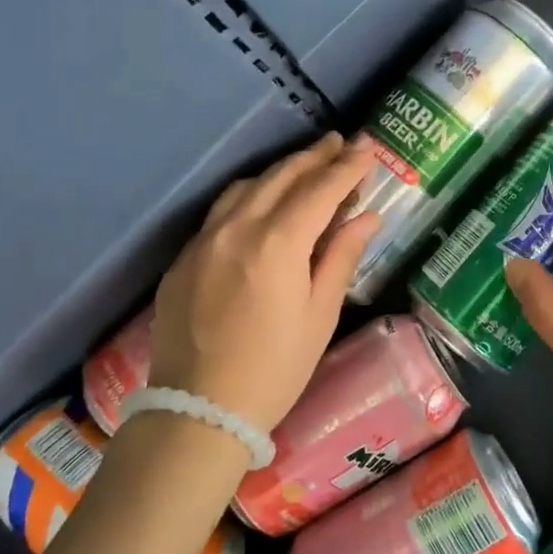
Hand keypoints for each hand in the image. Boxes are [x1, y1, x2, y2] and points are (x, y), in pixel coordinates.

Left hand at [148, 133, 379, 431]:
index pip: (320, 189)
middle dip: (315, 157)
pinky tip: (263, 202)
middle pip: (281, 177)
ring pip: (246, 187)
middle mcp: (237, 228)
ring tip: (306, 166)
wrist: (198, 410)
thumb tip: (366, 217)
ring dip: (281, 171)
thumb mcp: (320, 314)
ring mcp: (203, 240)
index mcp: (277, 243)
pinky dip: (250, 195)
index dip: (348, 167)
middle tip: (341, 143)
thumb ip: (341, 256)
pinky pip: (220, 211)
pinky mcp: (183, 258)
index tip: (368, 148)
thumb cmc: (275, 367)